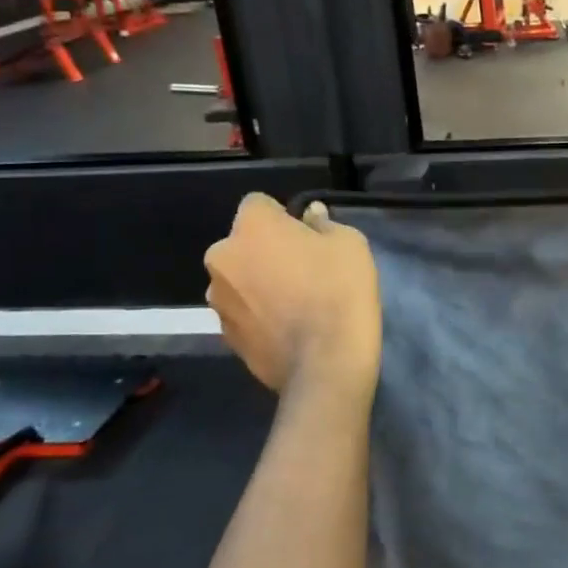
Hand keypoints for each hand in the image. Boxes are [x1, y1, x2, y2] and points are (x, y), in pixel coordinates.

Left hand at [203, 195, 380, 393]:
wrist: (325, 363)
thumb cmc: (339, 291)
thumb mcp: (349, 243)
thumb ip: (323, 223)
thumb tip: (310, 215)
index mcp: (251, 227)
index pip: (258, 203)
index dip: (282, 216)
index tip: (306, 235)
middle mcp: (222, 258)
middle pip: (243, 243)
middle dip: (264, 250)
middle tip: (301, 268)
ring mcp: (218, 300)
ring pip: (238, 278)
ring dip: (258, 282)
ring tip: (294, 302)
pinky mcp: (224, 335)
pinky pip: (242, 311)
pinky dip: (258, 313)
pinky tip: (287, 326)